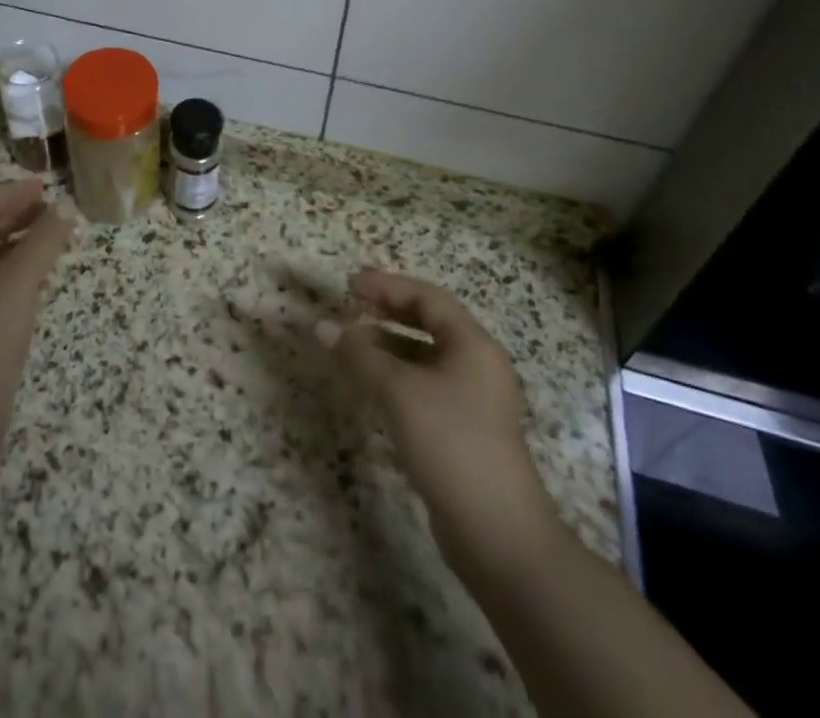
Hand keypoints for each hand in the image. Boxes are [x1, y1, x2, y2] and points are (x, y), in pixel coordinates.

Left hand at [0, 180, 73, 427]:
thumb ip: (43, 240)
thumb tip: (66, 210)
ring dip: (16, 243)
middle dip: (14, 216)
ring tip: (50, 239)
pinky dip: (12, 270)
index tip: (43, 187)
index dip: (10, 193)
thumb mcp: (17, 281)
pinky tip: (36, 278)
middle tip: (50, 211)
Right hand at [317, 269, 557, 573]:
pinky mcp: (462, 432)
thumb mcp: (399, 391)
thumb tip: (321, 326)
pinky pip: (423, 388)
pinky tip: (368, 388)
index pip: (427, 298)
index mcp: (472, 345)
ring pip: (424, 358)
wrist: (498, 535)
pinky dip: (395, 378)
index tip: (350, 284)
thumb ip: (359, 355)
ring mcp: (472, 401)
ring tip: (350, 346)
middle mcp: (476, 366)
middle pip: (429, 324)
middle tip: (350, 306)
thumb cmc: (451, 443)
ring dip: (387, 347)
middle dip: (387, 313)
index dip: (388, 286)